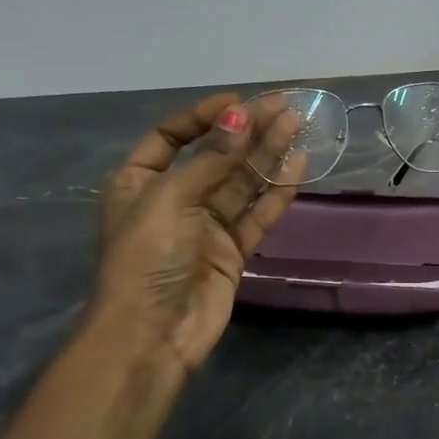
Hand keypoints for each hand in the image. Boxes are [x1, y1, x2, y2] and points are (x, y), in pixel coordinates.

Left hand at [90, 92, 306, 381]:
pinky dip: (276, 192)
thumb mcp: (171, 198)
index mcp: (139, 182)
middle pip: (215, 155)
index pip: (172, 136)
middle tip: (285, 107)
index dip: (204, 116)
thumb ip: (213, 158)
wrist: (151, 335)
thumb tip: (242, 116)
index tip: (239, 103)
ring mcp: (205, 226)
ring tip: (298, 127)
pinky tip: (298, 166)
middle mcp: (173, 199)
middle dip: (248, 131)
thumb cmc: (147, 257)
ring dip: (268, 154)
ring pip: (241, 182)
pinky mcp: (231, 251)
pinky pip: (257, 214)